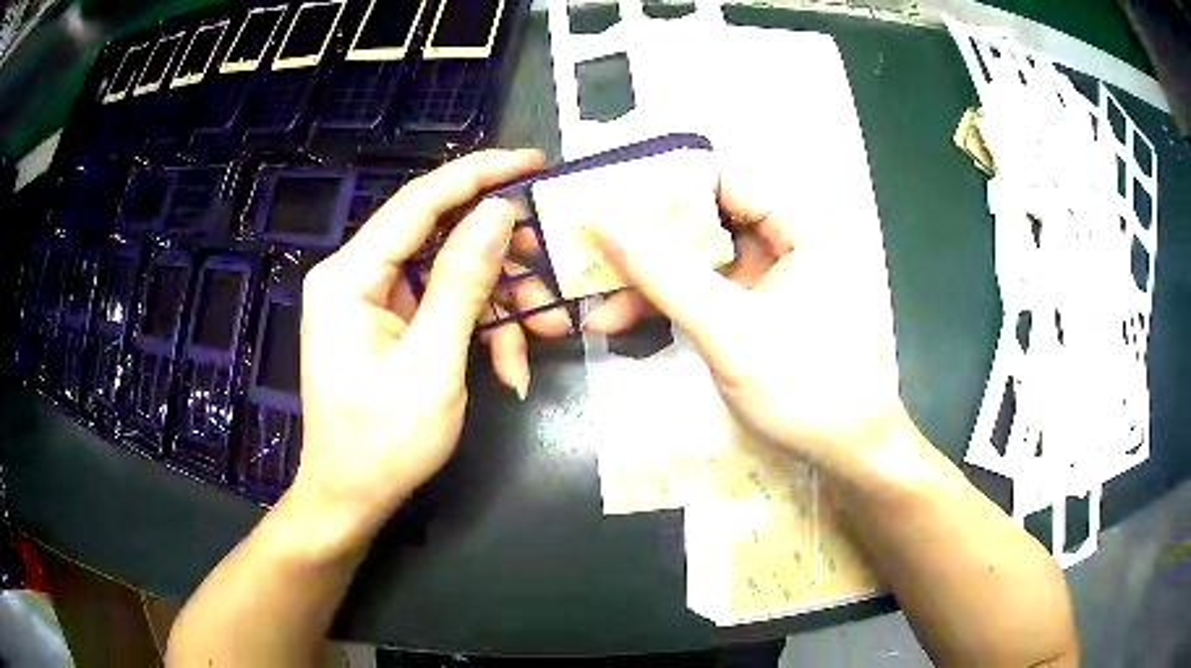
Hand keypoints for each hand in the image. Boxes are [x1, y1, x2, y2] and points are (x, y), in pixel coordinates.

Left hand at [292, 149, 544, 537]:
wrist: (352, 498)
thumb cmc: (383, 442)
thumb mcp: (433, 364)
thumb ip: (463, 282)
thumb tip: (497, 212)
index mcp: (350, 276)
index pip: (419, 201)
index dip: (478, 174)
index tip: (533, 161)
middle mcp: (357, 276)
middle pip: (439, 236)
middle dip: (500, 258)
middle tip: (551, 267)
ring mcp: (374, 301)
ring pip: (451, 276)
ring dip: (498, 308)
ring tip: (538, 344)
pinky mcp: (391, 325)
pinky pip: (444, 308)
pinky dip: (480, 332)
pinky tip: (508, 370)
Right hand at [583, 162, 905, 477]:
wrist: (848, 452)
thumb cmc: (806, 387)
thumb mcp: (729, 329)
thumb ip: (664, 271)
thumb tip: (600, 215)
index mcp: (798, 224)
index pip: (720, 174)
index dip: (661, 178)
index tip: (603, 192)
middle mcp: (784, 238)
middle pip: (703, 215)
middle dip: (643, 237)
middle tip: (586, 249)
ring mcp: (768, 275)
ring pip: (696, 257)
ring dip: (646, 278)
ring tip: (592, 301)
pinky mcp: (754, 307)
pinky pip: (702, 289)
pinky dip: (665, 302)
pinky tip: (621, 321)